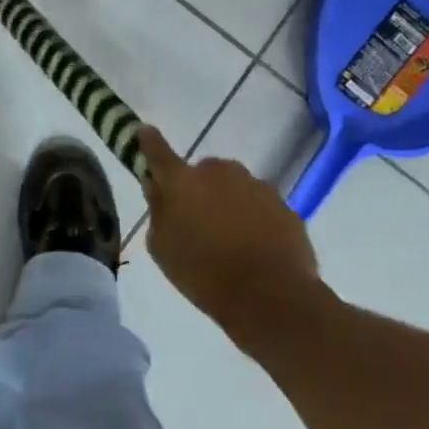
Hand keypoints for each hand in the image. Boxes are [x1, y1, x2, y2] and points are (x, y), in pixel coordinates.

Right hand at [137, 127, 322, 336]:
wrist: (271, 297)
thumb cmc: (204, 274)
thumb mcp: (162, 248)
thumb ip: (158, 211)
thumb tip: (157, 187)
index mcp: (183, 181)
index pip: (158, 152)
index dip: (148, 141)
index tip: (143, 131)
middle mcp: (220, 172)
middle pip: (203, 172)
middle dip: (198, 189)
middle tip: (197, 222)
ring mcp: (257, 186)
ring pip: (234, 188)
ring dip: (228, 204)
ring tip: (230, 242)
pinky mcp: (285, 205)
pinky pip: (260, 206)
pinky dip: (254, 220)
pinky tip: (255, 249)